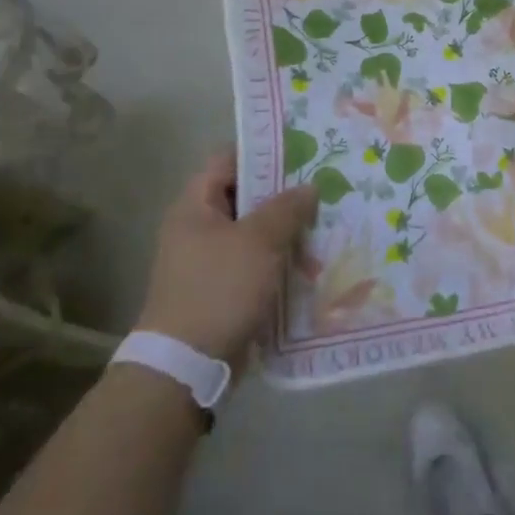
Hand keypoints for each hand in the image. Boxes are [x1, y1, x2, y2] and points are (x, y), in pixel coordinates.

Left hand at [135, 151, 317, 365]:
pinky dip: (281, 260)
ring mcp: (210, 261)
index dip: (263, 151)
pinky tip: (314, 260)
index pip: (228, 159)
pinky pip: (257, 263)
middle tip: (324, 185)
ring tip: (328, 221)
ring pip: (255, 232)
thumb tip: (308, 186)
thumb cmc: (219, 288)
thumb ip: (286, 208)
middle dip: (284, 193)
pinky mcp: (223, 289)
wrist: (186, 366)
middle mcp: (199, 228)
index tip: (302, 148)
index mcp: (196, 206)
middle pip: (246, 196)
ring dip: (287, 229)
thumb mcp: (259, 241)